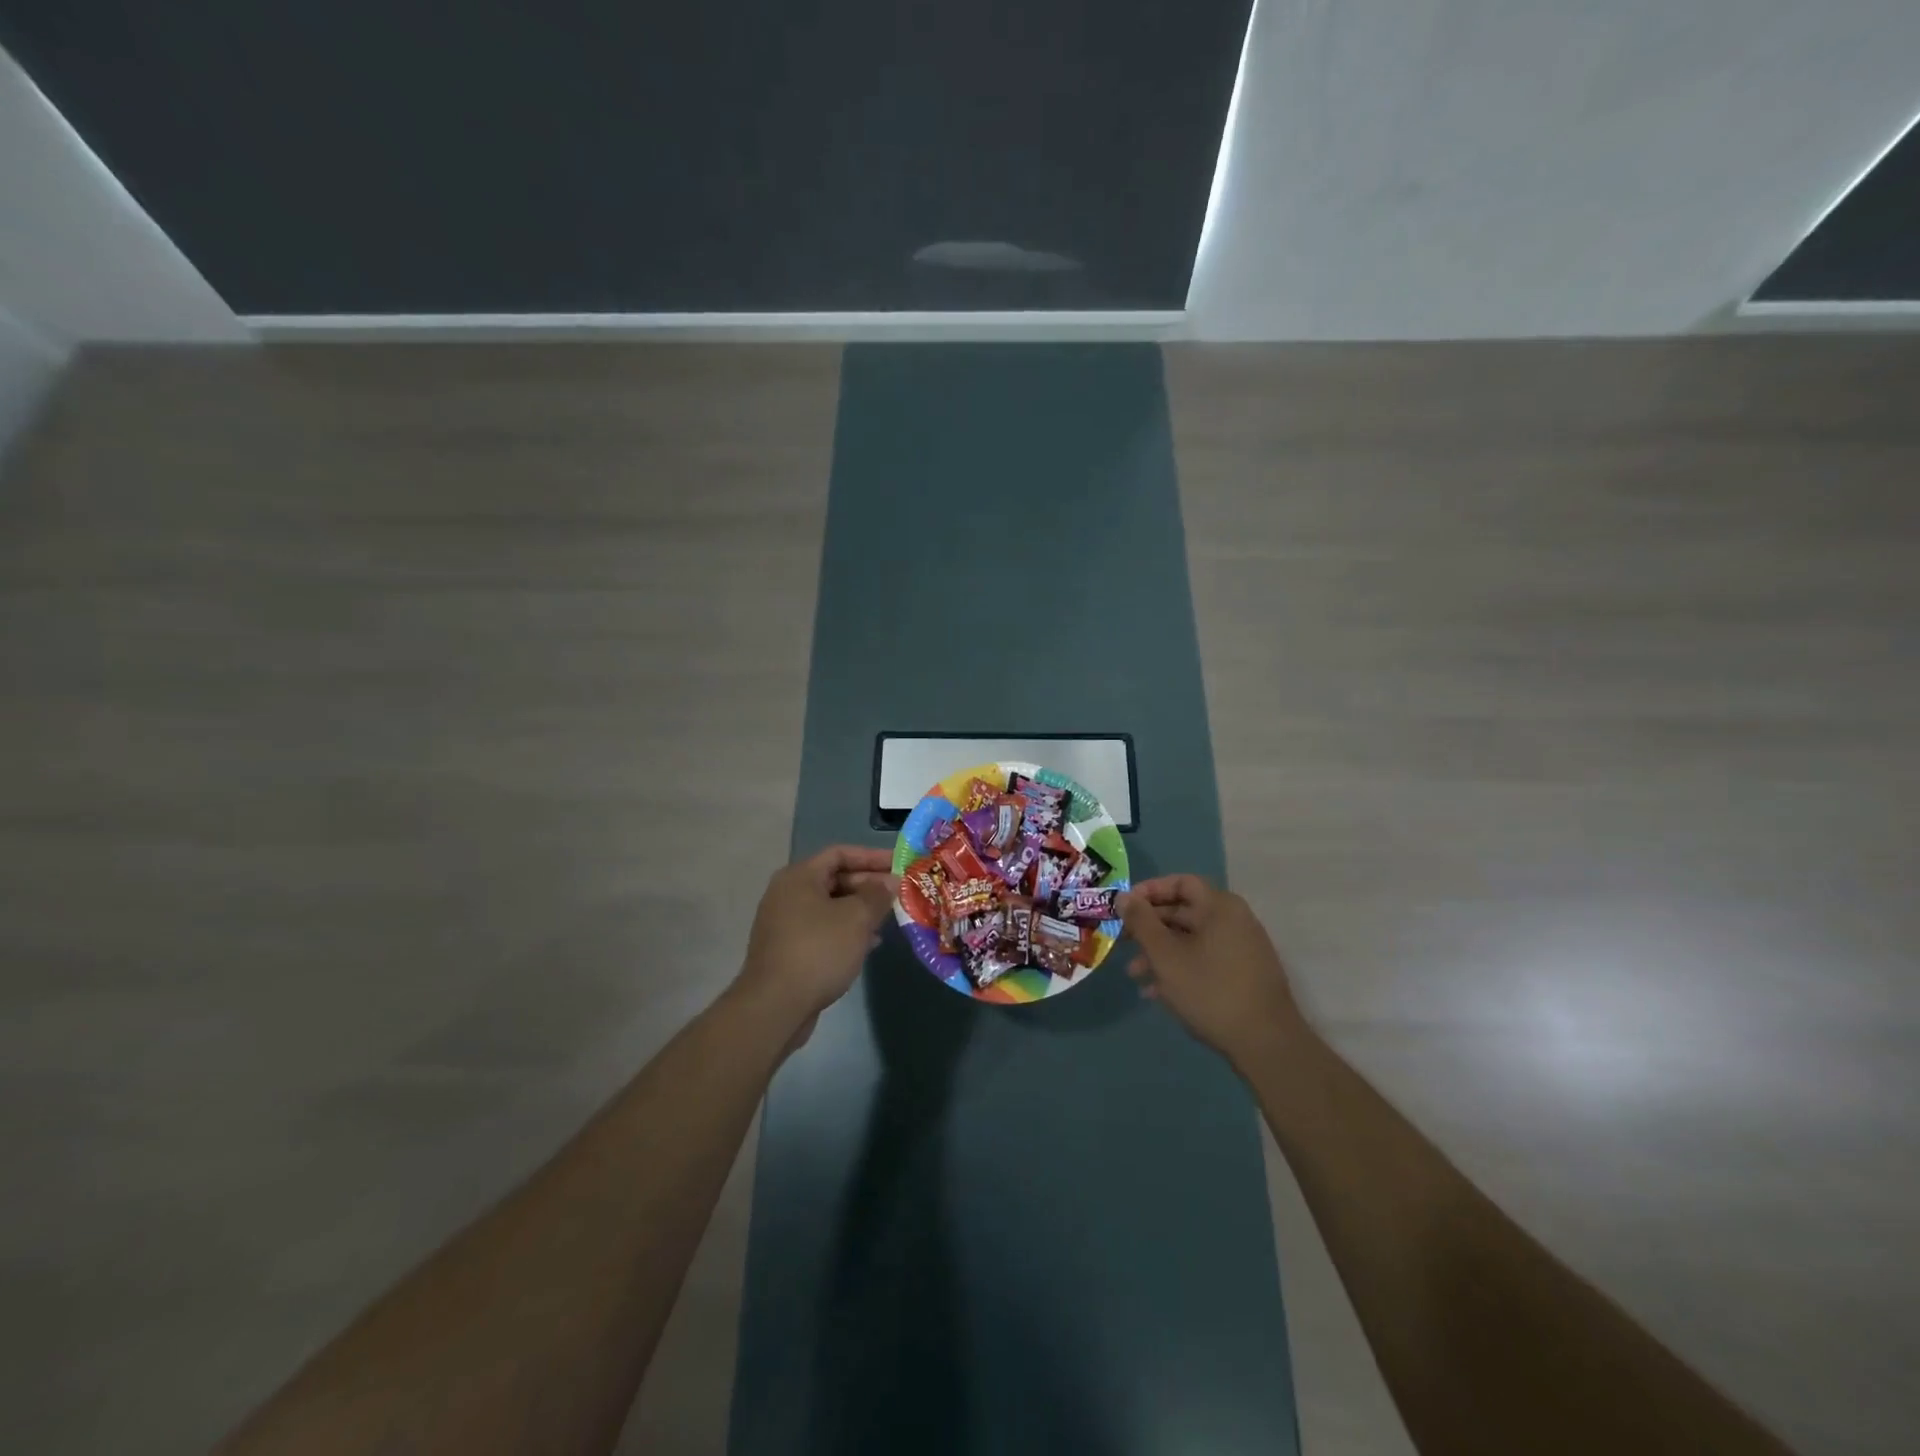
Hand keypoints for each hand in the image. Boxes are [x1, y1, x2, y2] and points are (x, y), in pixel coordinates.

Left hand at [734, 845, 898, 1043]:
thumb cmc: (818, 951)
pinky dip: (846, 930)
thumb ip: (877, 895)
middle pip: (834, 879)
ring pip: (830, 906)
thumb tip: (889, 882)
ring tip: (888, 918)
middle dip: (868, 885)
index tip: (898, 864)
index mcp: (799, 877)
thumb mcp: (856, 919)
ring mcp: (785, 923)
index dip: (871, 856)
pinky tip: (868, 944)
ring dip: (860, 909)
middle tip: (898, 894)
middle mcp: (787, 894)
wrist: (774, 1006)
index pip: (840, 853)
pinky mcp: (787, 949)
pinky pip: (822, 929)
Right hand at [1121, 875, 1308, 1068]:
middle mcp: (1234, 921)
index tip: (1124, 907)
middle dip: (1150, 927)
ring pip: (1191, 940)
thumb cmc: (1210, 990)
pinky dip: (1180, 968)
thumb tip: (1124, 896)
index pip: (1181, 883)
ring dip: (1160, 952)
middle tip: (1122, 942)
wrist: (1266, 1044)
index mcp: (1220, 907)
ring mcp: (1242, 949)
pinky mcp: (1243, 975)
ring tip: (1134, 974)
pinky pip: (1204, 960)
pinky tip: (1156, 992)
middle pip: (1184, 912)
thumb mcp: (1166, 955)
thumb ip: (1141, 922)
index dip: (1149, 891)